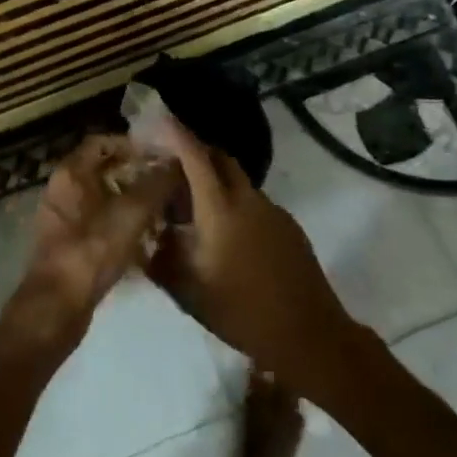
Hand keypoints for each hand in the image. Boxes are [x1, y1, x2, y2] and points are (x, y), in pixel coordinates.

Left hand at [0, 136, 177, 364]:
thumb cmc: (91, 252)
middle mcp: (63, 191)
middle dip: (137, 174)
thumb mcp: (130, 214)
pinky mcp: (70, 246)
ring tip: (165, 210)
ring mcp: (64, 220)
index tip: (161, 155)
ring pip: (104, 200)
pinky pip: (100, 225)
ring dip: (132, 202)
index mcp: (70, 174)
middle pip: (104, 170)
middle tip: (169, 183)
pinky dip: (122, 226)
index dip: (131, 144)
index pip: (101, 142)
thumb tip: (175, 162)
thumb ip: (155, 184)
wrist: (56, 308)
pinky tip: (148, 240)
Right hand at [149, 118, 362, 396]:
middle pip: (220, 158)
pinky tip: (223, 234)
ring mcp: (273, 211)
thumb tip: (146, 239)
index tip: (156, 121)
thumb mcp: (188, 292)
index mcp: (220, 210)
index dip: (175, 134)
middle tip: (168, 166)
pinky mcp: (288, 226)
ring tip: (190, 208)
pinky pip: (253, 202)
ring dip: (213, 182)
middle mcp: (248, 200)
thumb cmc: (242, 313)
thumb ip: (161, 259)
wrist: (310, 335)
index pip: (195, 156)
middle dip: (194, 152)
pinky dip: (232, 203)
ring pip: (237, 181)